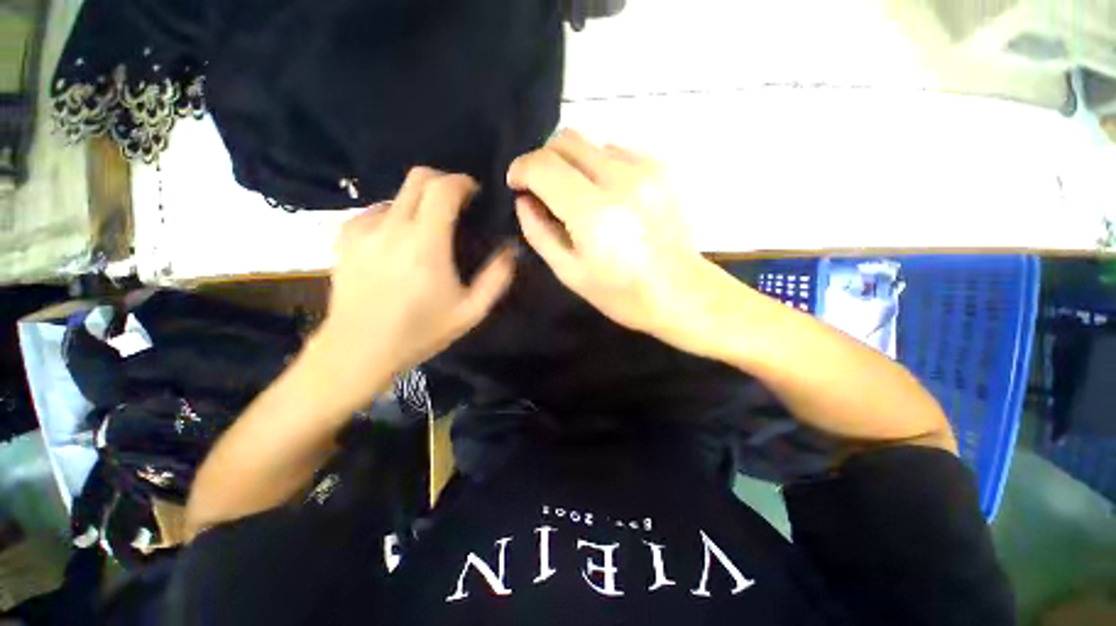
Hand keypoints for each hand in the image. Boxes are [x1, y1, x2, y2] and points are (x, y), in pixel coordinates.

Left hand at [310, 167, 515, 409]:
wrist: (358, 350)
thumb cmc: (420, 332)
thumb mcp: (470, 312)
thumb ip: (496, 278)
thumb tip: (511, 249)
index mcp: (425, 245)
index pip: (442, 188)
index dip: (462, 182)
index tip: (474, 193)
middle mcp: (391, 227)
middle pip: (418, 178)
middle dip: (443, 182)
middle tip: (457, 206)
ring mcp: (363, 229)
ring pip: (399, 195)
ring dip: (420, 204)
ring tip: (427, 235)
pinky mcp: (344, 236)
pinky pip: (378, 212)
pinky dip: (396, 218)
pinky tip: (399, 246)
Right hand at [508, 130, 721, 343]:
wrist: (681, 293)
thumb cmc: (622, 294)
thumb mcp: (569, 272)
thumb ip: (539, 232)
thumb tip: (524, 200)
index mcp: (594, 214)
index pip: (544, 165)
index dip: (522, 169)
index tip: (517, 184)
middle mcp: (621, 180)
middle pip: (567, 139)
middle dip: (545, 160)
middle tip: (543, 190)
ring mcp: (646, 170)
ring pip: (591, 144)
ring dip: (574, 165)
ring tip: (579, 199)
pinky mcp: (661, 169)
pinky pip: (616, 152)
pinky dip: (599, 168)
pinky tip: (606, 197)